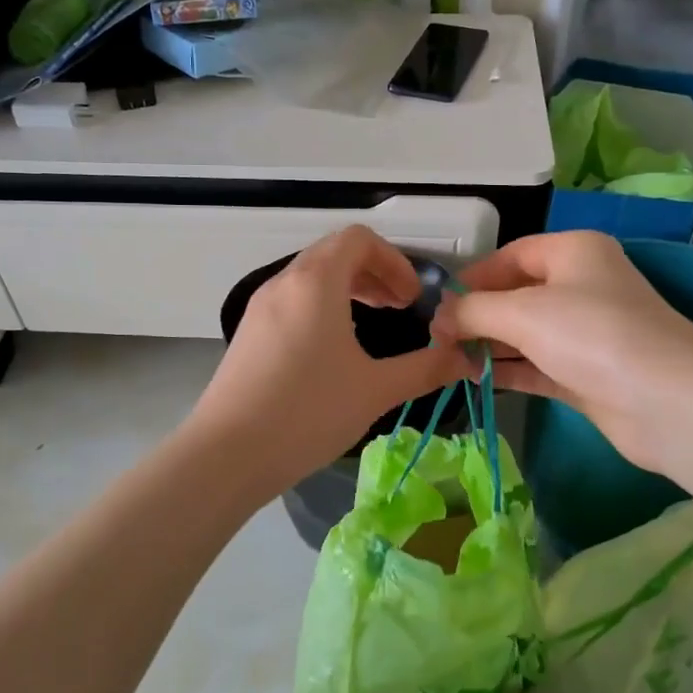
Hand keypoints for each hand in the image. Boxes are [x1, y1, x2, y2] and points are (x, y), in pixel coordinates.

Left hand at [181, 227, 472, 497]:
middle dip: (374, 273)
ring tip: (372, 323)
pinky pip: (292, 300)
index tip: (413, 299)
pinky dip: (322, 306)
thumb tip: (466, 360)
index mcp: (316, 281)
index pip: (359, 239)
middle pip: (334, 253)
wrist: (227, 454)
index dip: (395, 261)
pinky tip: (334, 349)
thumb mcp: (375, 390)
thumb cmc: (308, 412)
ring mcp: (260, 307)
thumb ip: (425, 368)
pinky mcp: (248, 333)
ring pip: (311, 276)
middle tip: (400, 308)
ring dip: (347, 289)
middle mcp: (284, 282)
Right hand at [431, 231, 692, 475]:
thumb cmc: (592, 335)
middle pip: (516, 294)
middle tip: (437, 338)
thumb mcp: (522, 312)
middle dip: (476, 314)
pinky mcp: (588, 373)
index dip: (471, 277)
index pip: (510, 255)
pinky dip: (508, 370)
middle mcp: (582, 285)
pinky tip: (474, 379)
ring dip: (488, 345)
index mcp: (573, 251)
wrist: (668, 402)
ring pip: (526, 333)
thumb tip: (438, 318)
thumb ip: (472, 310)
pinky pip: (537, 365)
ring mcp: (587, 332)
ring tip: (447, 360)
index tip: (436, 304)